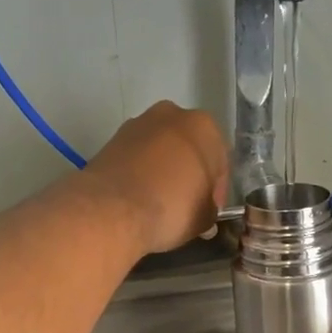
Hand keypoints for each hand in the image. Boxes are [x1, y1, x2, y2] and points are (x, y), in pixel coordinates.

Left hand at [81, 101, 228, 255]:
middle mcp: (173, 115)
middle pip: (188, 149)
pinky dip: (140, 172)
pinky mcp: (112, 138)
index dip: (216, 191)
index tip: (208, 211)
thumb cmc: (172, 207)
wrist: (112, 208)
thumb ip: (209, 211)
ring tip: (159, 201)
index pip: (220, 162)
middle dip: (189, 173)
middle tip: (186, 204)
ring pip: (161, 149)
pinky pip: (137, 157)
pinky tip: (138, 197)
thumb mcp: (203, 218)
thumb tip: (204, 213)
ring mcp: (139, 123)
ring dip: (163, 170)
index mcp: (205, 127)